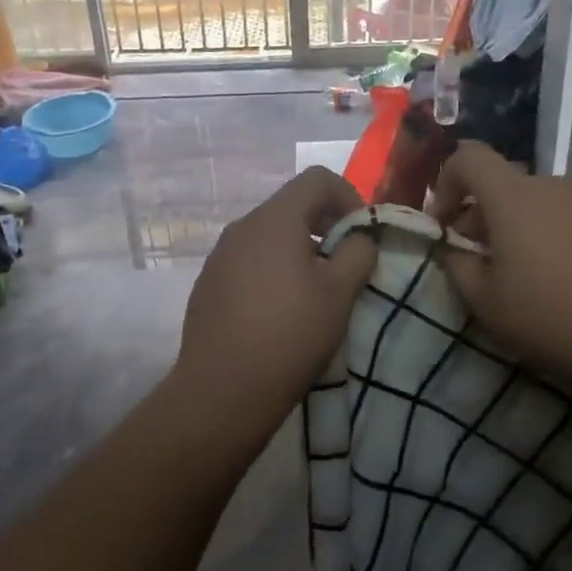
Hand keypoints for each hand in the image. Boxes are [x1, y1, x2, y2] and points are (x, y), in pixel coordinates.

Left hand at [177, 167, 376, 428]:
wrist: (221, 392)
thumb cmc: (289, 336)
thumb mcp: (339, 293)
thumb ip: (358, 252)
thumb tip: (359, 238)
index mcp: (274, 220)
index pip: (317, 178)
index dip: (349, 196)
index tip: (362, 235)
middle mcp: (242, 227)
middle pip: (292, 205)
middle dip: (326, 224)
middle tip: (346, 263)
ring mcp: (220, 255)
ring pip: (270, 234)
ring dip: (301, 249)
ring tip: (317, 290)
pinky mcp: (209, 283)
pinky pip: (250, 259)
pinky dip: (274, 268)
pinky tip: (281, 310)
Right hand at [429, 143, 571, 388]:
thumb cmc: (552, 318)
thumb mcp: (485, 303)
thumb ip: (458, 265)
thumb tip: (456, 249)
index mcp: (514, 197)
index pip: (469, 156)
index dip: (447, 181)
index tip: (446, 223)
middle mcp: (554, 184)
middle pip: (507, 186)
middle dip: (487, 216)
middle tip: (487, 261)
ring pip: (544, 202)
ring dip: (527, 226)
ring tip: (536, 273)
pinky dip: (563, 235)